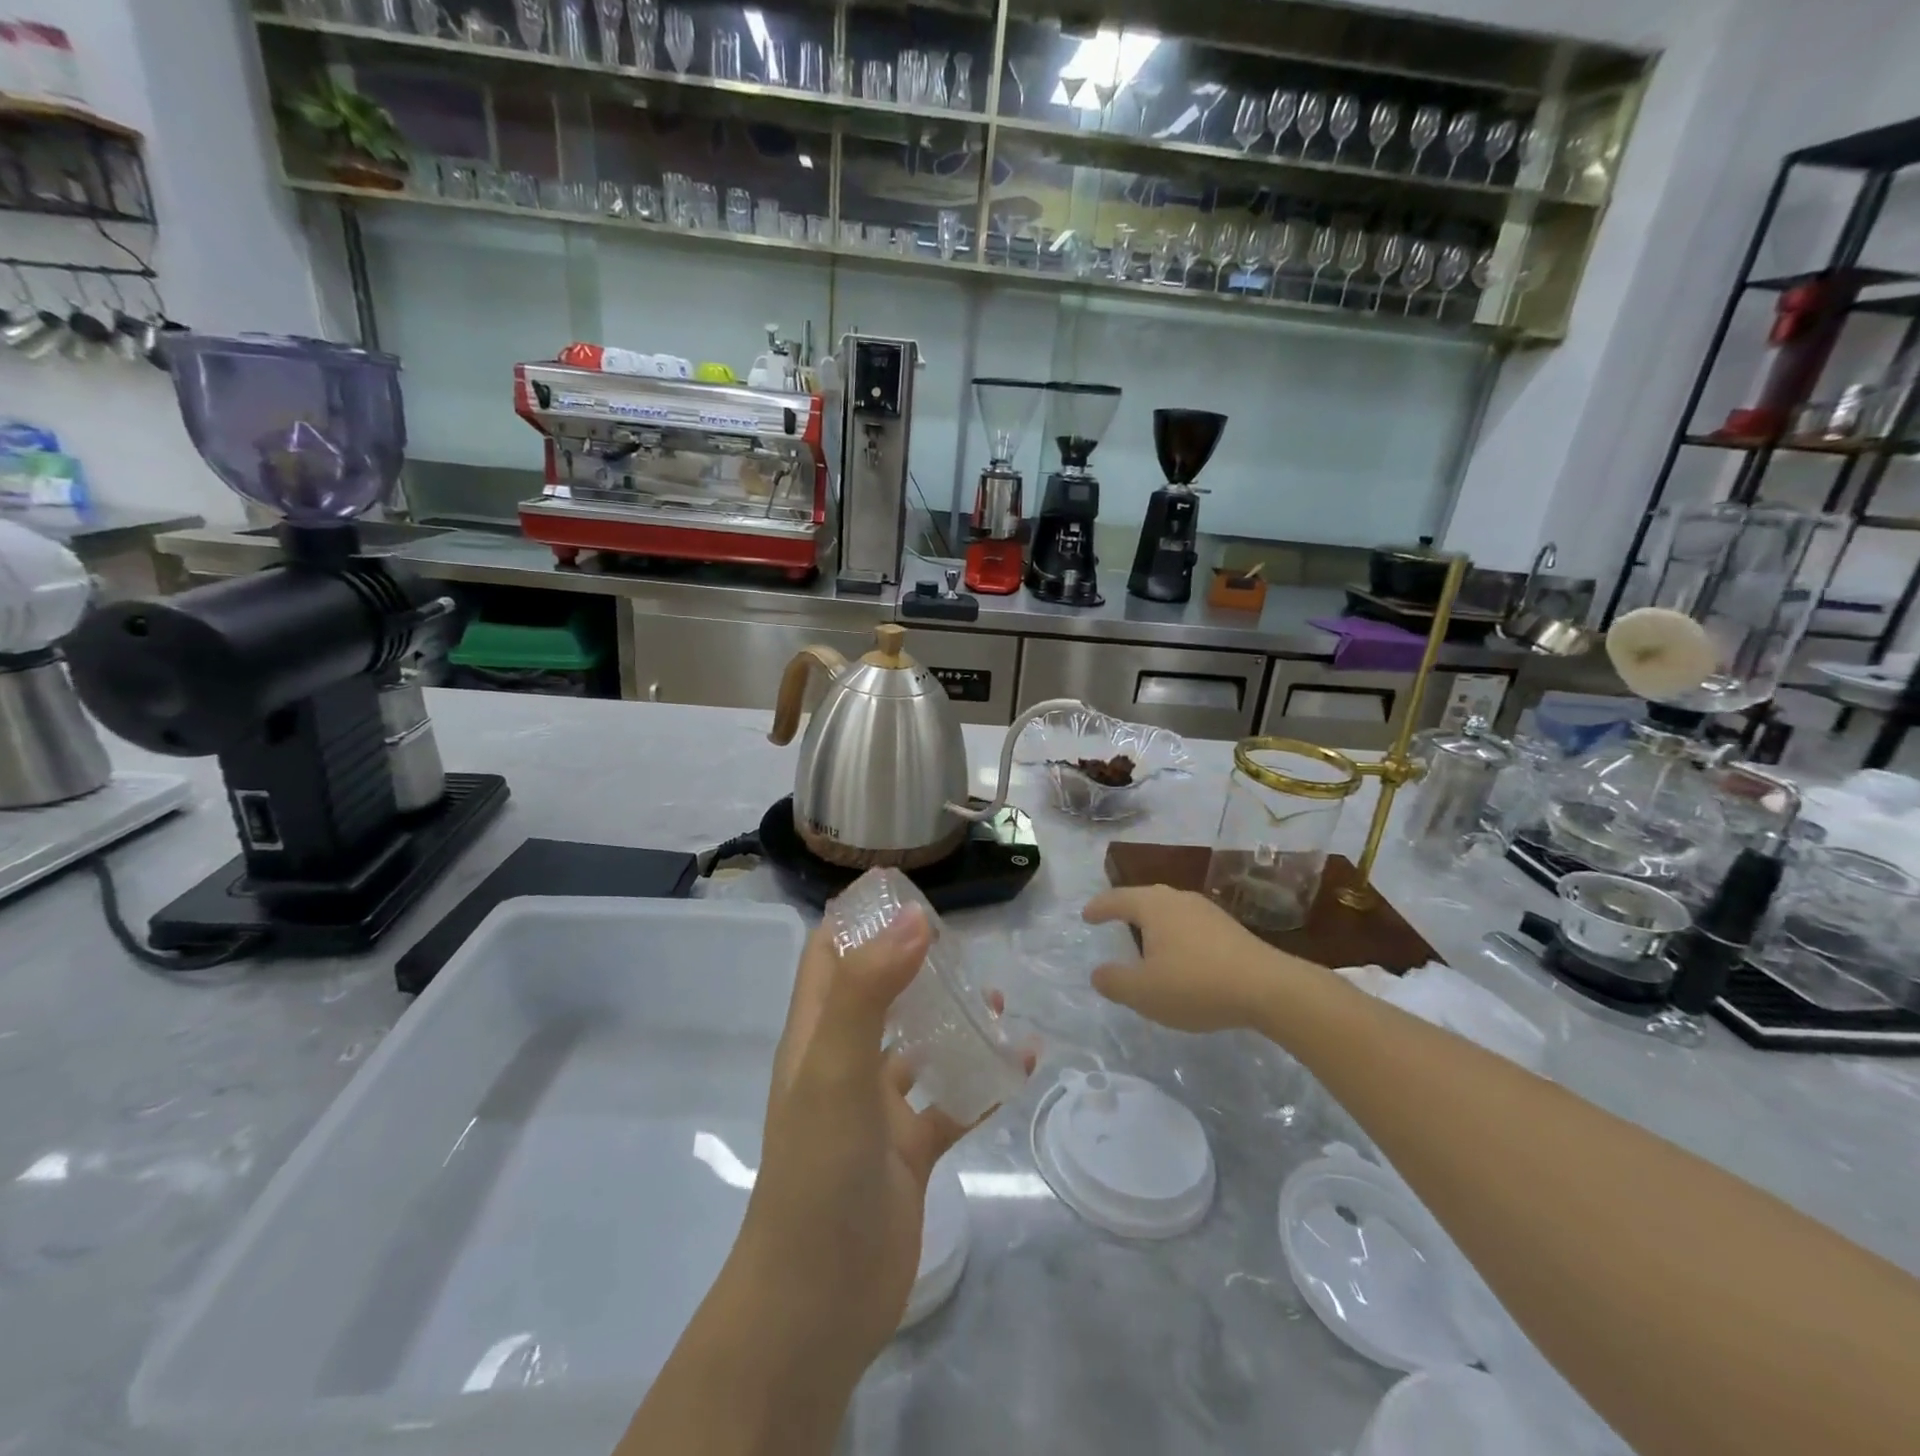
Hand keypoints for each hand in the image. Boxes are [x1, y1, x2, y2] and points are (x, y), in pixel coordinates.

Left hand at [728, 907, 984, 1376]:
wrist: (818, 1303)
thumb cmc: (818, 1172)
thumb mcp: (835, 1070)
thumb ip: (868, 990)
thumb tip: (912, 918)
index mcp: (816, 1034)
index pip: (829, 954)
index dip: (858, 917)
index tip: (904, 889)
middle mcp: (845, 1062)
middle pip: (878, 992)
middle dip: (914, 961)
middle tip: (961, 942)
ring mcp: (877, 1108)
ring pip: (920, 1044)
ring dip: (952, 1017)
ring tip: (995, 996)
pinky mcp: (910, 1149)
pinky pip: (953, 1100)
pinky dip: (982, 1078)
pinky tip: (1020, 1061)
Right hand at [1083, 884, 1326, 1032]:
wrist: (1269, 989)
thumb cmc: (1196, 984)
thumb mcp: (1144, 992)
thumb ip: (1114, 982)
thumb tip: (1098, 973)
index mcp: (1153, 906)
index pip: (1117, 899)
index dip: (1099, 907)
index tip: (1086, 916)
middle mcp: (1178, 899)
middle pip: (1145, 898)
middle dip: (1126, 908)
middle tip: (1112, 920)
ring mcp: (1208, 911)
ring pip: (1170, 910)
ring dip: (1154, 923)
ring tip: (1145, 940)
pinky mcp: (1230, 929)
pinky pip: (1190, 924)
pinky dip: (1176, 935)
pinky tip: (1181, 956)